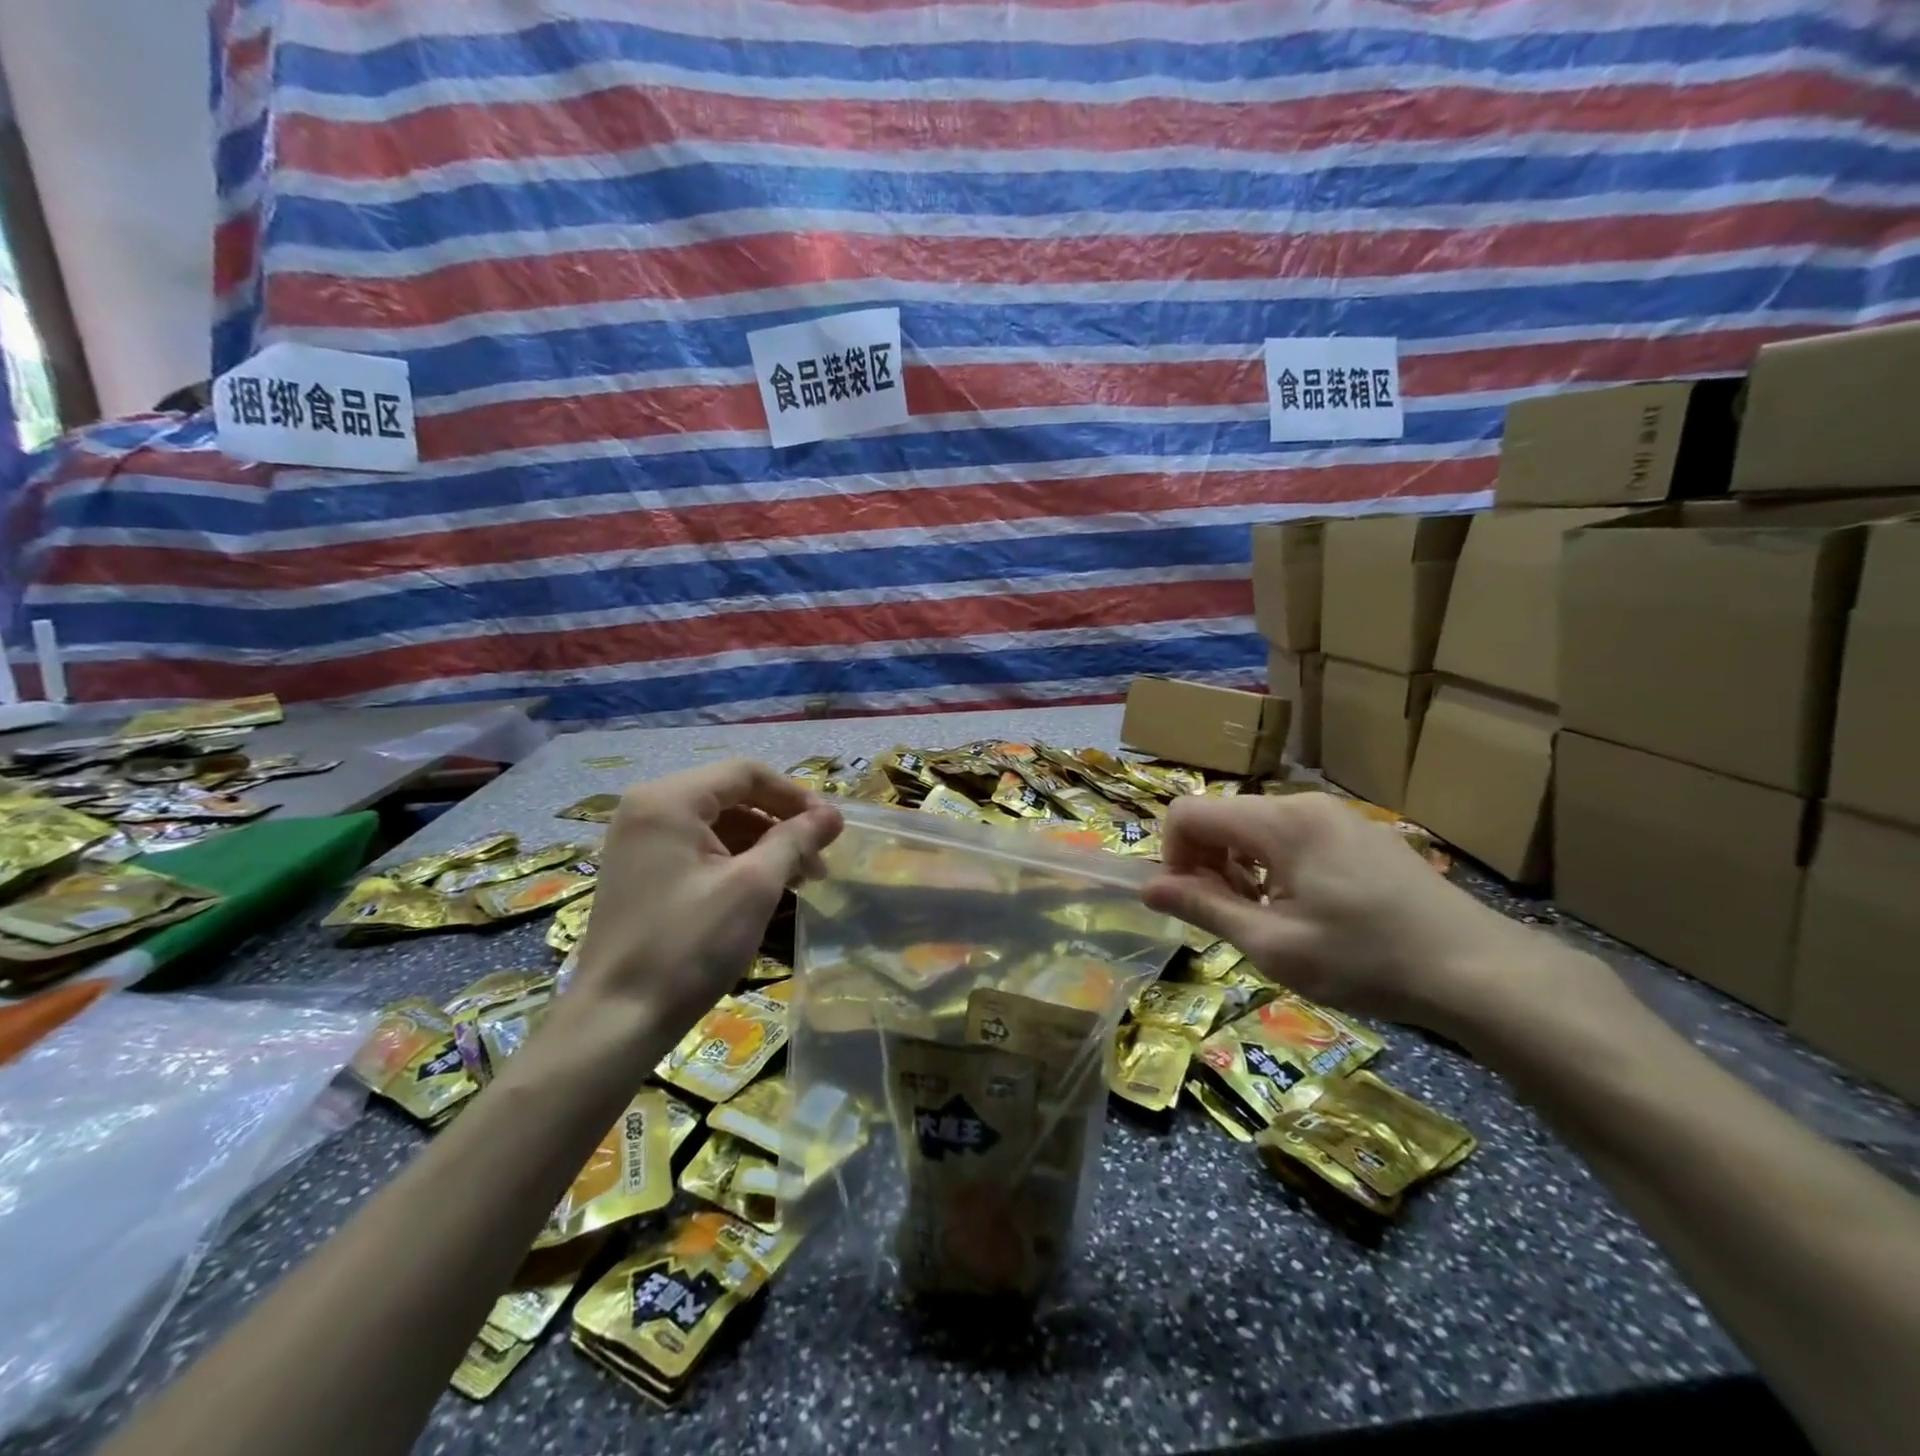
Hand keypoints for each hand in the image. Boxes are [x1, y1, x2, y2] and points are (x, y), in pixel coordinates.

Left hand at [570, 759, 842, 1034]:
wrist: (617, 1020)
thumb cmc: (689, 945)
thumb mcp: (754, 887)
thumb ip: (795, 840)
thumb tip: (833, 815)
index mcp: (669, 800)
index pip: (746, 774)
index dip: (794, 795)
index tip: (830, 827)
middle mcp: (647, 808)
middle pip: (731, 796)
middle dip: (780, 823)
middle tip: (819, 859)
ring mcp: (639, 841)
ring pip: (718, 824)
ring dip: (762, 844)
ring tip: (800, 879)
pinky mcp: (641, 871)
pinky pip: (698, 848)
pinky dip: (735, 861)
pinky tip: (764, 890)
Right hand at [1142, 792, 1550, 1034]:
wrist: (1480, 971)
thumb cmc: (1366, 960)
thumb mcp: (1273, 944)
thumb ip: (1203, 909)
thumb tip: (1148, 889)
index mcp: (1278, 822)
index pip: (1188, 813)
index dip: (1173, 857)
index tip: (1193, 903)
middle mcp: (1303, 804)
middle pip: (1223, 818)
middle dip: (1209, 865)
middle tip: (1235, 920)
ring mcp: (1338, 816)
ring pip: (1257, 829)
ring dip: (1243, 870)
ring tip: (1274, 921)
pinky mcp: (1362, 834)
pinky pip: (1295, 838)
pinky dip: (1278, 868)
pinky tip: (1313, 912)